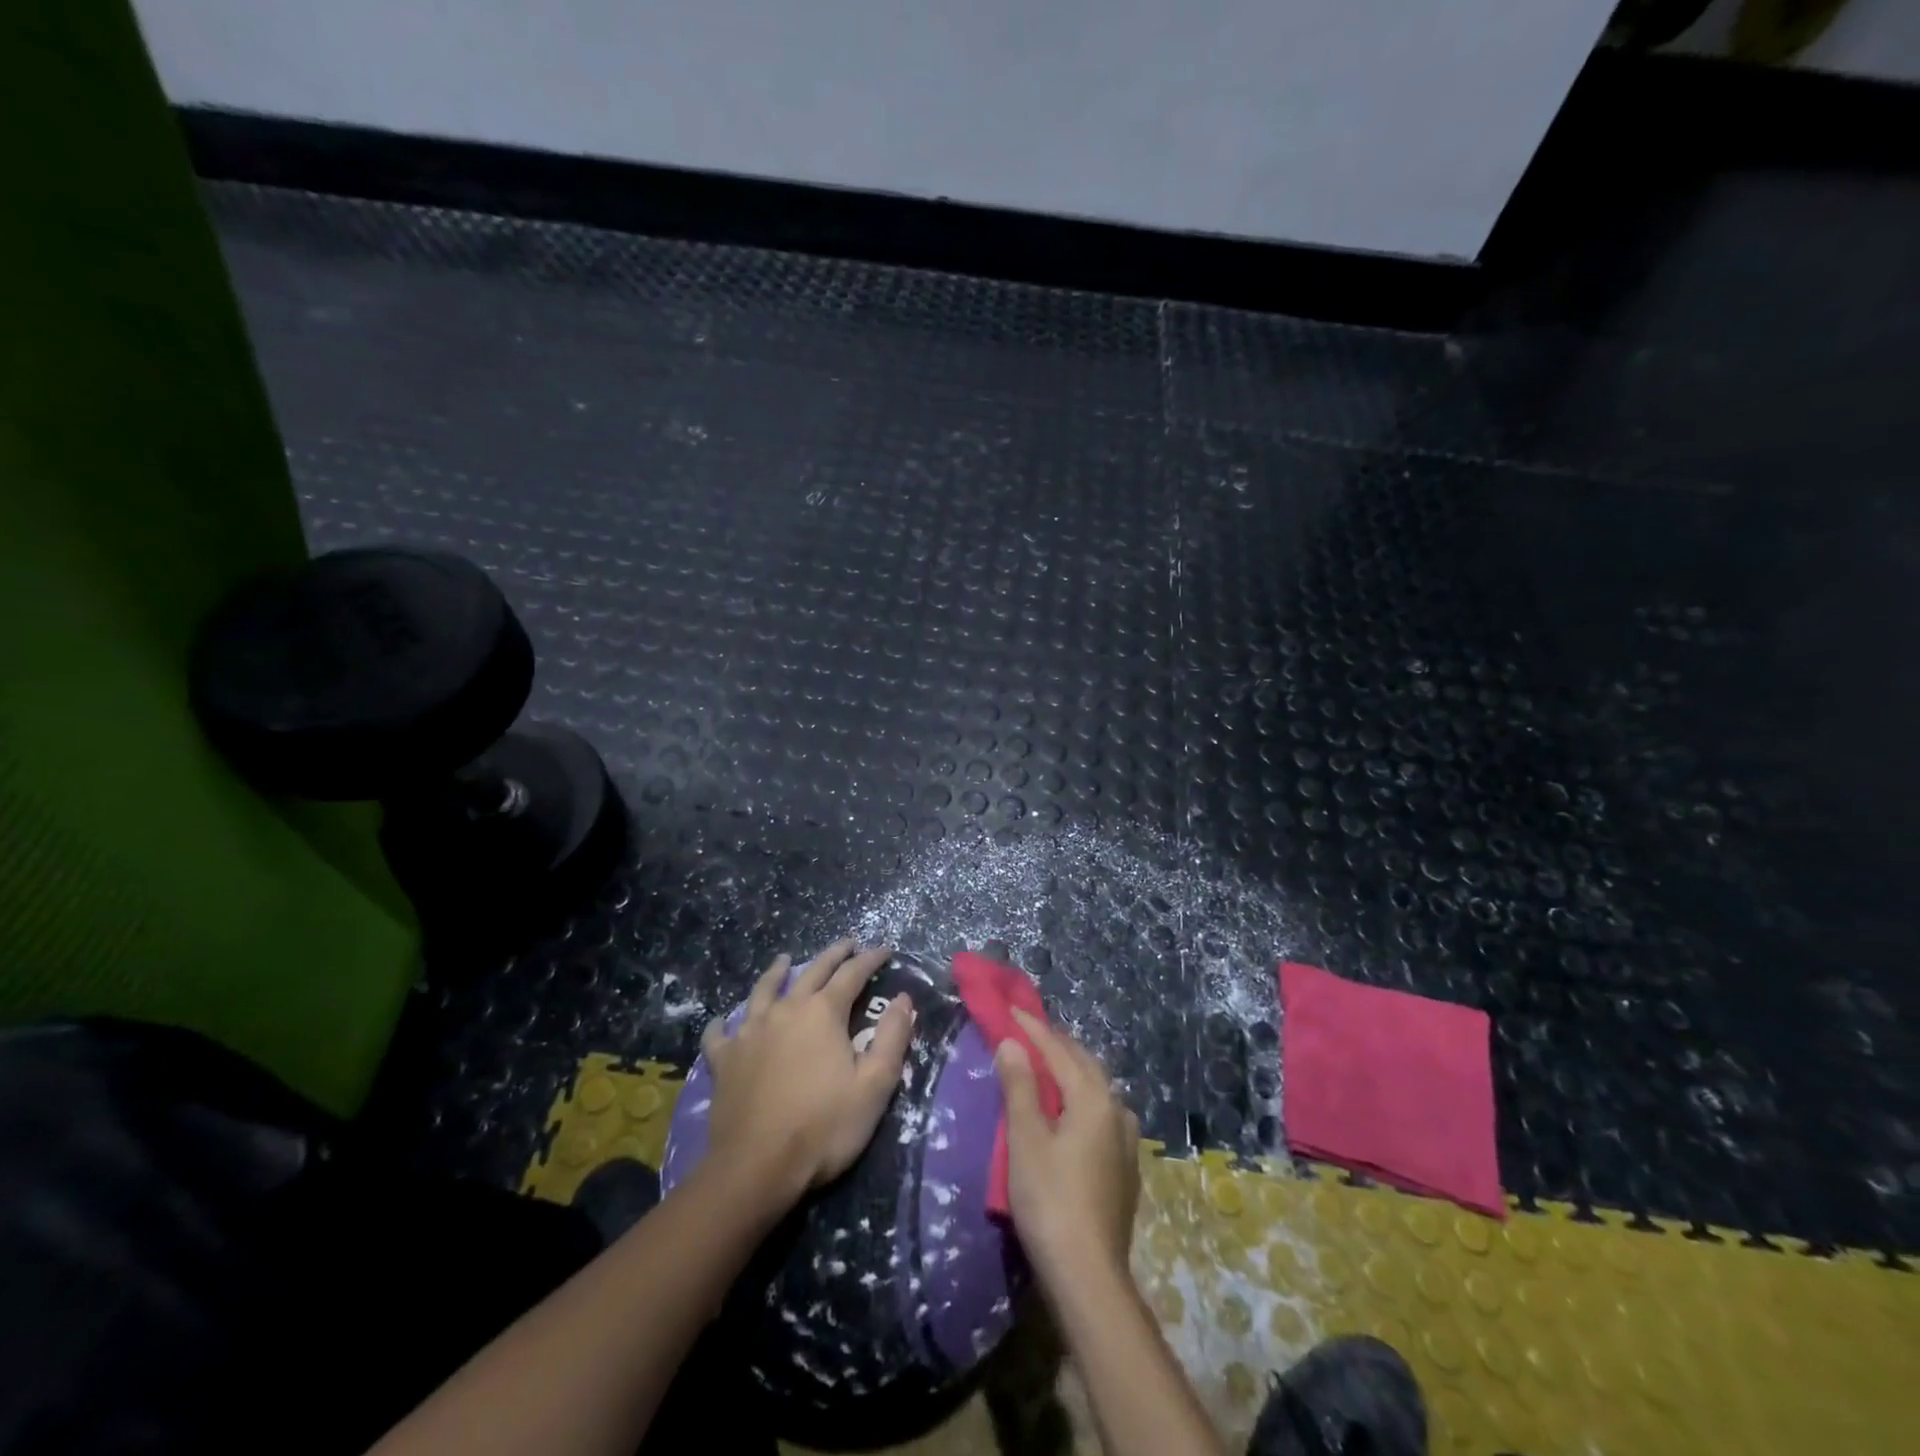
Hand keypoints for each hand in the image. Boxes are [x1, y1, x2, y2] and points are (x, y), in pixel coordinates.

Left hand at [700, 940, 914, 1205]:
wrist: (756, 1167)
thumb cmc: (824, 1127)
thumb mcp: (875, 1085)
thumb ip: (892, 1037)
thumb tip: (903, 999)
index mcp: (823, 1013)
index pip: (852, 974)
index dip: (870, 959)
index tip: (884, 950)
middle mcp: (785, 1010)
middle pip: (811, 972)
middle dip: (832, 955)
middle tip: (846, 944)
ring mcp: (749, 1032)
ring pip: (764, 990)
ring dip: (777, 972)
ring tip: (784, 960)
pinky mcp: (724, 1060)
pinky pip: (720, 1033)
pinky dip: (724, 1023)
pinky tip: (723, 1022)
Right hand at [995, 1009, 1141, 1281]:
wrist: (1089, 1275)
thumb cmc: (1050, 1200)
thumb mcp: (1026, 1139)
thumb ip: (1020, 1087)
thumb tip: (1012, 1043)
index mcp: (1093, 1098)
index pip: (1058, 1050)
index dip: (1032, 1028)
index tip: (1010, 1010)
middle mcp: (1116, 1109)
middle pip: (1084, 1063)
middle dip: (1055, 1044)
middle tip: (1027, 1032)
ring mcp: (1126, 1140)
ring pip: (1098, 1088)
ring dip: (1072, 1070)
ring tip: (1047, 1065)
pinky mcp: (1125, 1167)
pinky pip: (1102, 1112)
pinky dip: (1082, 1097)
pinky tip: (1071, 1110)